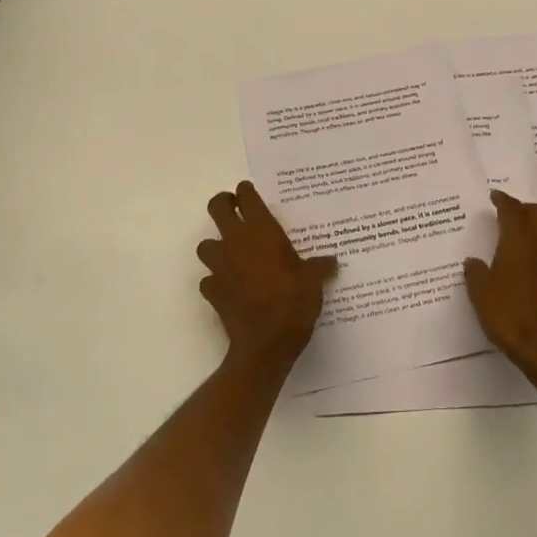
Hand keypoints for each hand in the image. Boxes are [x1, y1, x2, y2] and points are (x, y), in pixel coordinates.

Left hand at [197, 182, 336, 367]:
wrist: (265, 344)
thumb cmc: (293, 302)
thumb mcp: (314, 281)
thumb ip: (320, 267)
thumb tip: (331, 262)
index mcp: (262, 231)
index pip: (247, 196)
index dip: (246, 191)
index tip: (251, 193)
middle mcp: (236, 242)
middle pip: (216, 207)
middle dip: (223, 204)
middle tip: (236, 210)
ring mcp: (220, 267)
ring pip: (206, 244)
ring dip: (216, 246)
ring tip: (233, 254)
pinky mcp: (212, 291)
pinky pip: (208, 279)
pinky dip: (216, 280)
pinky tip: (230, 287)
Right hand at [463, 191, 536, 384]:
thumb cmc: (509, 315)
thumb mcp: (481, 294)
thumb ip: (476, 274)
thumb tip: (473, 262)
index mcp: (519, 242)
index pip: (512, 211)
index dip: (504, 200)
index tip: (495, 196)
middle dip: (524, 208)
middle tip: (509, 213)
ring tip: (522, 236)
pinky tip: (532, 262)